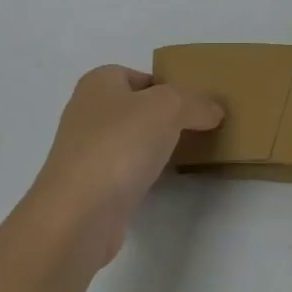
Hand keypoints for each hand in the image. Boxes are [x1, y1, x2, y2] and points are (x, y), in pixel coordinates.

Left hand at [28, 66, 222, 268]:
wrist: (78, 216)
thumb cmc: (119, 145)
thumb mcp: (168, 108)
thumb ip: (195, 103)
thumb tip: (213, 111)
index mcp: (98, 82)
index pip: (141, 76)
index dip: (169, 86)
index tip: (197, 105)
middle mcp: (87, 112)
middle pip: (137, 108)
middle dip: (166, 117)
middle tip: (198, 128)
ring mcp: (86, 152)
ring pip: (132, 140)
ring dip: (155, 147)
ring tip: (188, 154)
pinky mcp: (90, 187)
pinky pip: (126, 170)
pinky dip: (144, 174)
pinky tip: (163, 181)